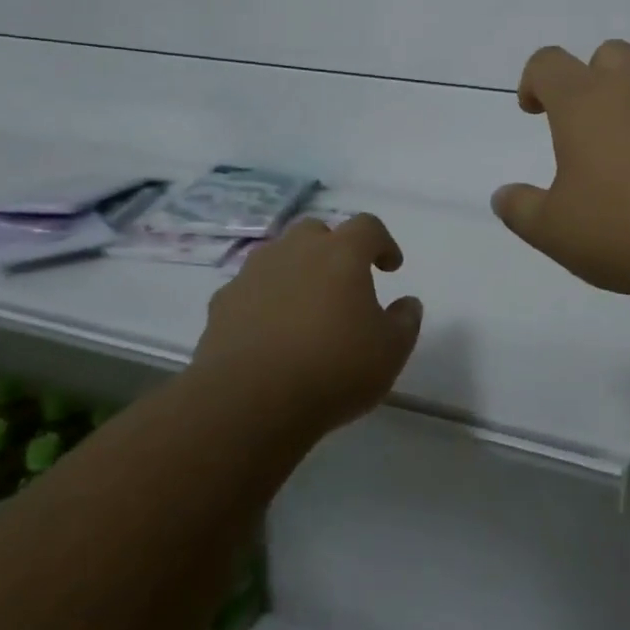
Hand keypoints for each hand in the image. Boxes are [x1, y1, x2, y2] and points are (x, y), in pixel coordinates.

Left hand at [192, 214, 421, 435]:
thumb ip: (405, 321)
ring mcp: (253, 274)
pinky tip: (269, 333)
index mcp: (340, 253)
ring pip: (279, 256)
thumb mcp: (390, 352)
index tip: (390, 268)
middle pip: (316, 231)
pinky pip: (250, 289)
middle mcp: (295, 250)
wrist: (248, 403)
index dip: (382, 243)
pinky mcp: (222, 303)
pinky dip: (263, 300)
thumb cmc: (333, 369)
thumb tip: (407, 304)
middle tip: (343, 282)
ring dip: (295, 271)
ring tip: (304, 307)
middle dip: (332, 249)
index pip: (367, 226)